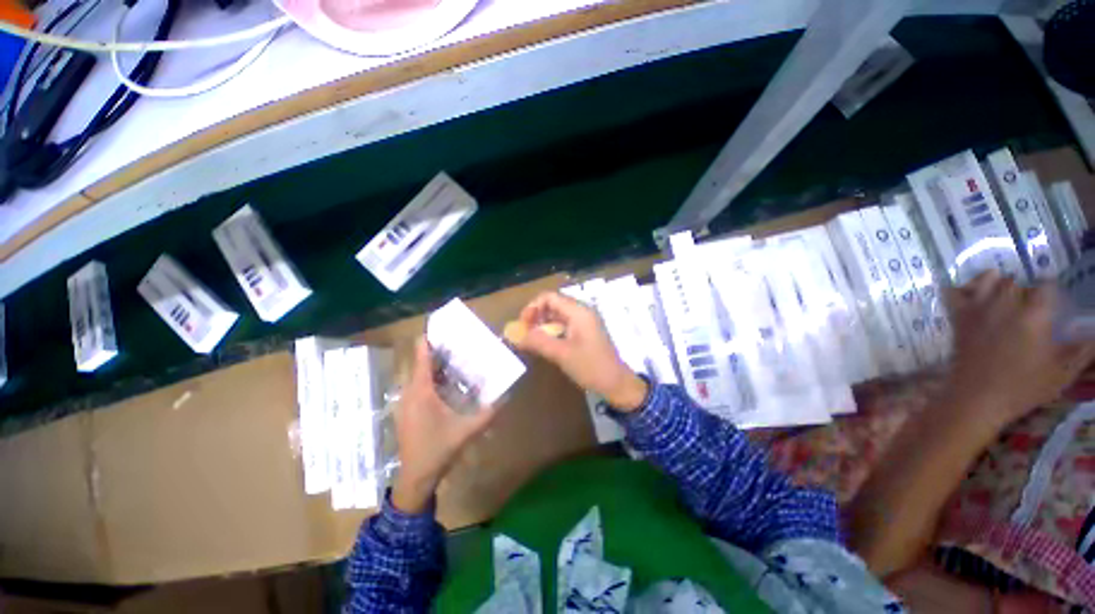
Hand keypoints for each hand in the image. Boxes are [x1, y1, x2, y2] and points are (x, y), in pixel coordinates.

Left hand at [391, 338, 497, 512]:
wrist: (416, 477)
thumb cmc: (439, 449)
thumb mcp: (468, 430)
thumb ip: (489, 413)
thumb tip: (507, 396)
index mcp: (421, 391)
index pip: (421, 356)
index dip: (429, 339)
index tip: (443, 328)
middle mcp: (410, 392)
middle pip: (421, 362)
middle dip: (438, 351)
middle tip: (459, 344)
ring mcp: (406, 401)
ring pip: (419, 374)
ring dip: (435, 365)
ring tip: (456, 359)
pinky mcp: (407, 410)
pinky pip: (418, 386)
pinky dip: (431, 378)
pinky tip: (447, 383)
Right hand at [513, 292, 647, 411]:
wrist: (617, 384)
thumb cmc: (591, 367)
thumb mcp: (562, 354)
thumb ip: (538, 341)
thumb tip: (515, 334)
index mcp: (578, 311)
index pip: (549, 297)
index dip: (532, 308)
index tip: (522, 325)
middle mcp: (582, 311)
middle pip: (553, 303)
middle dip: (536, 315)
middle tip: (525, 332)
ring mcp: (585, 321)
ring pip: (558, 314)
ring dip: (543, 323)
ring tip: (533, 339)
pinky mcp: (585, 331)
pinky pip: (564, 324)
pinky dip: (552, 330)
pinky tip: (546, 343)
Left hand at [942, 271, 1094, 430]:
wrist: (977, 398)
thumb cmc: (1023, 387)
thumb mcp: (1062, 372)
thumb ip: (1083, 350)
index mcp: (1034, 315)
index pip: (1045, 285)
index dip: (1050, 291)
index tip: (1052, 302)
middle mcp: (1005, 305)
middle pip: (1015, 282)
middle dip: (1023, 289)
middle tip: (1028, 306)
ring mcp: (978, 309)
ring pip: (988, 280)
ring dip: (996, 284)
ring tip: (1003, 298)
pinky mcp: (957, 317)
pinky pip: (954, 291)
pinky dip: (963, 288)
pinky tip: (973, 296)